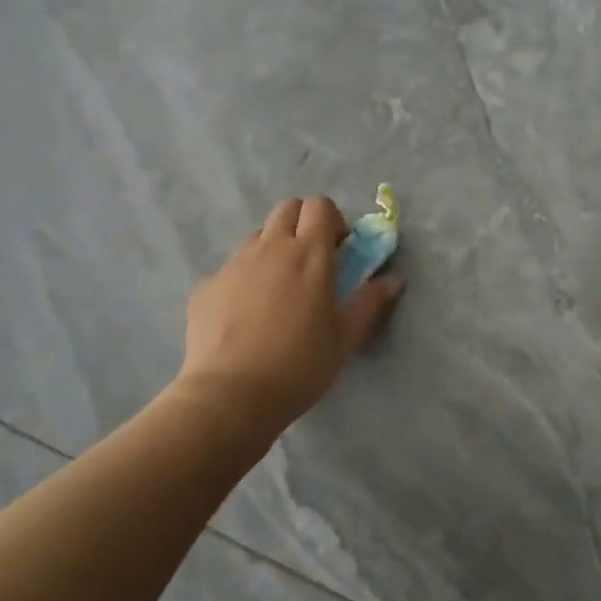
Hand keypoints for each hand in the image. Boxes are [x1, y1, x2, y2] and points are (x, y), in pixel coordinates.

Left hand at [178, 197, 403, 432]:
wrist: (230, 396)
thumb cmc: (299, 365)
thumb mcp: (345, 338)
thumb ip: (371, 302)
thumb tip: (394, 280)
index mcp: (309, 253)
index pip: (320, 205)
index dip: (332, 220)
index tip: (339, 250)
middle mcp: (270, 247)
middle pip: (287, 208)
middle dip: (302, 224)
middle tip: (311, 262)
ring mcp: (234, 264)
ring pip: (257, 237)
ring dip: (273, 249)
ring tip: (278, 290)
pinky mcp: (206, 286)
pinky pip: (231, 269)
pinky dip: (244, 280)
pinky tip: (245, 318)